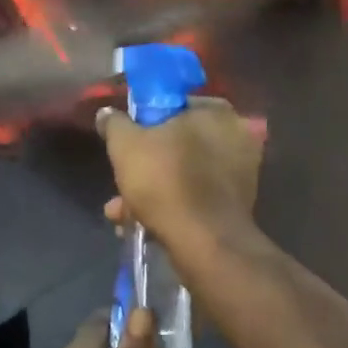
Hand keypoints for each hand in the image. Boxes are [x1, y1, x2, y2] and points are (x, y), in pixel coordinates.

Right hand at [95, 98, 263, 249]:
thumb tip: (107, 114)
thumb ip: (115, 124)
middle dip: (144, 166)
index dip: (146, 122)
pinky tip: (142, 225)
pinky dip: (170, 208)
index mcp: (216, 112)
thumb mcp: (125, 145)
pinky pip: (195, 199)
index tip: (127, 141)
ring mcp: (240, 175)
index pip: (175, 105)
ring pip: (183, 175)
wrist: (203, 241)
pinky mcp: (235, 207)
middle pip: (177, 145)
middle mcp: (236, 138)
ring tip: (121, 213)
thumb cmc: (165, 180)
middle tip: (121, 182)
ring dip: (150, 192)